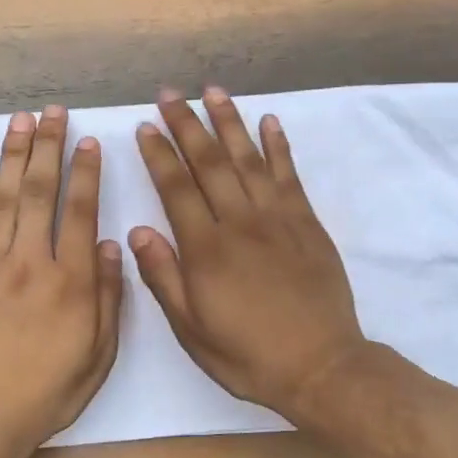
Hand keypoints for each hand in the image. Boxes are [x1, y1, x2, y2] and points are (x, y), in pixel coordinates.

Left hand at [0, 107, 123, 454]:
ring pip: (2, 198)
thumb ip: (108, 295)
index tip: (88, 142)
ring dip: (11, 156)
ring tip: (18, 121)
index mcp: (71, 281)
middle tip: (50, 112)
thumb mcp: (100, 352)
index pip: (81, 212)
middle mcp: (31, 262)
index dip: (86, 173)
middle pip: (38, 192)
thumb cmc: (51, 389)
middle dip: (46, 148)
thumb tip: (112, 245)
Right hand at [131, 87, 367, 420]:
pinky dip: (278, 146)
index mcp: (206, 250)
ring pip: (248, 159)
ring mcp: (277, 219)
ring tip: (213, 91)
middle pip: (210, 163)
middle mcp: (239, 223)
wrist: (319, 366)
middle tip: (170, 94)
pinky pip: (289, 175)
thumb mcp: (192, 330)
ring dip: (229, 122)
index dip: (159, 155)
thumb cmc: (247, 354)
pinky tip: (269, 121)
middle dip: (187, 125)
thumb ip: (164, 278)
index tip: (145, 126)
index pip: (176, 189)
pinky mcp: (307, 224)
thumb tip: (139, 231)